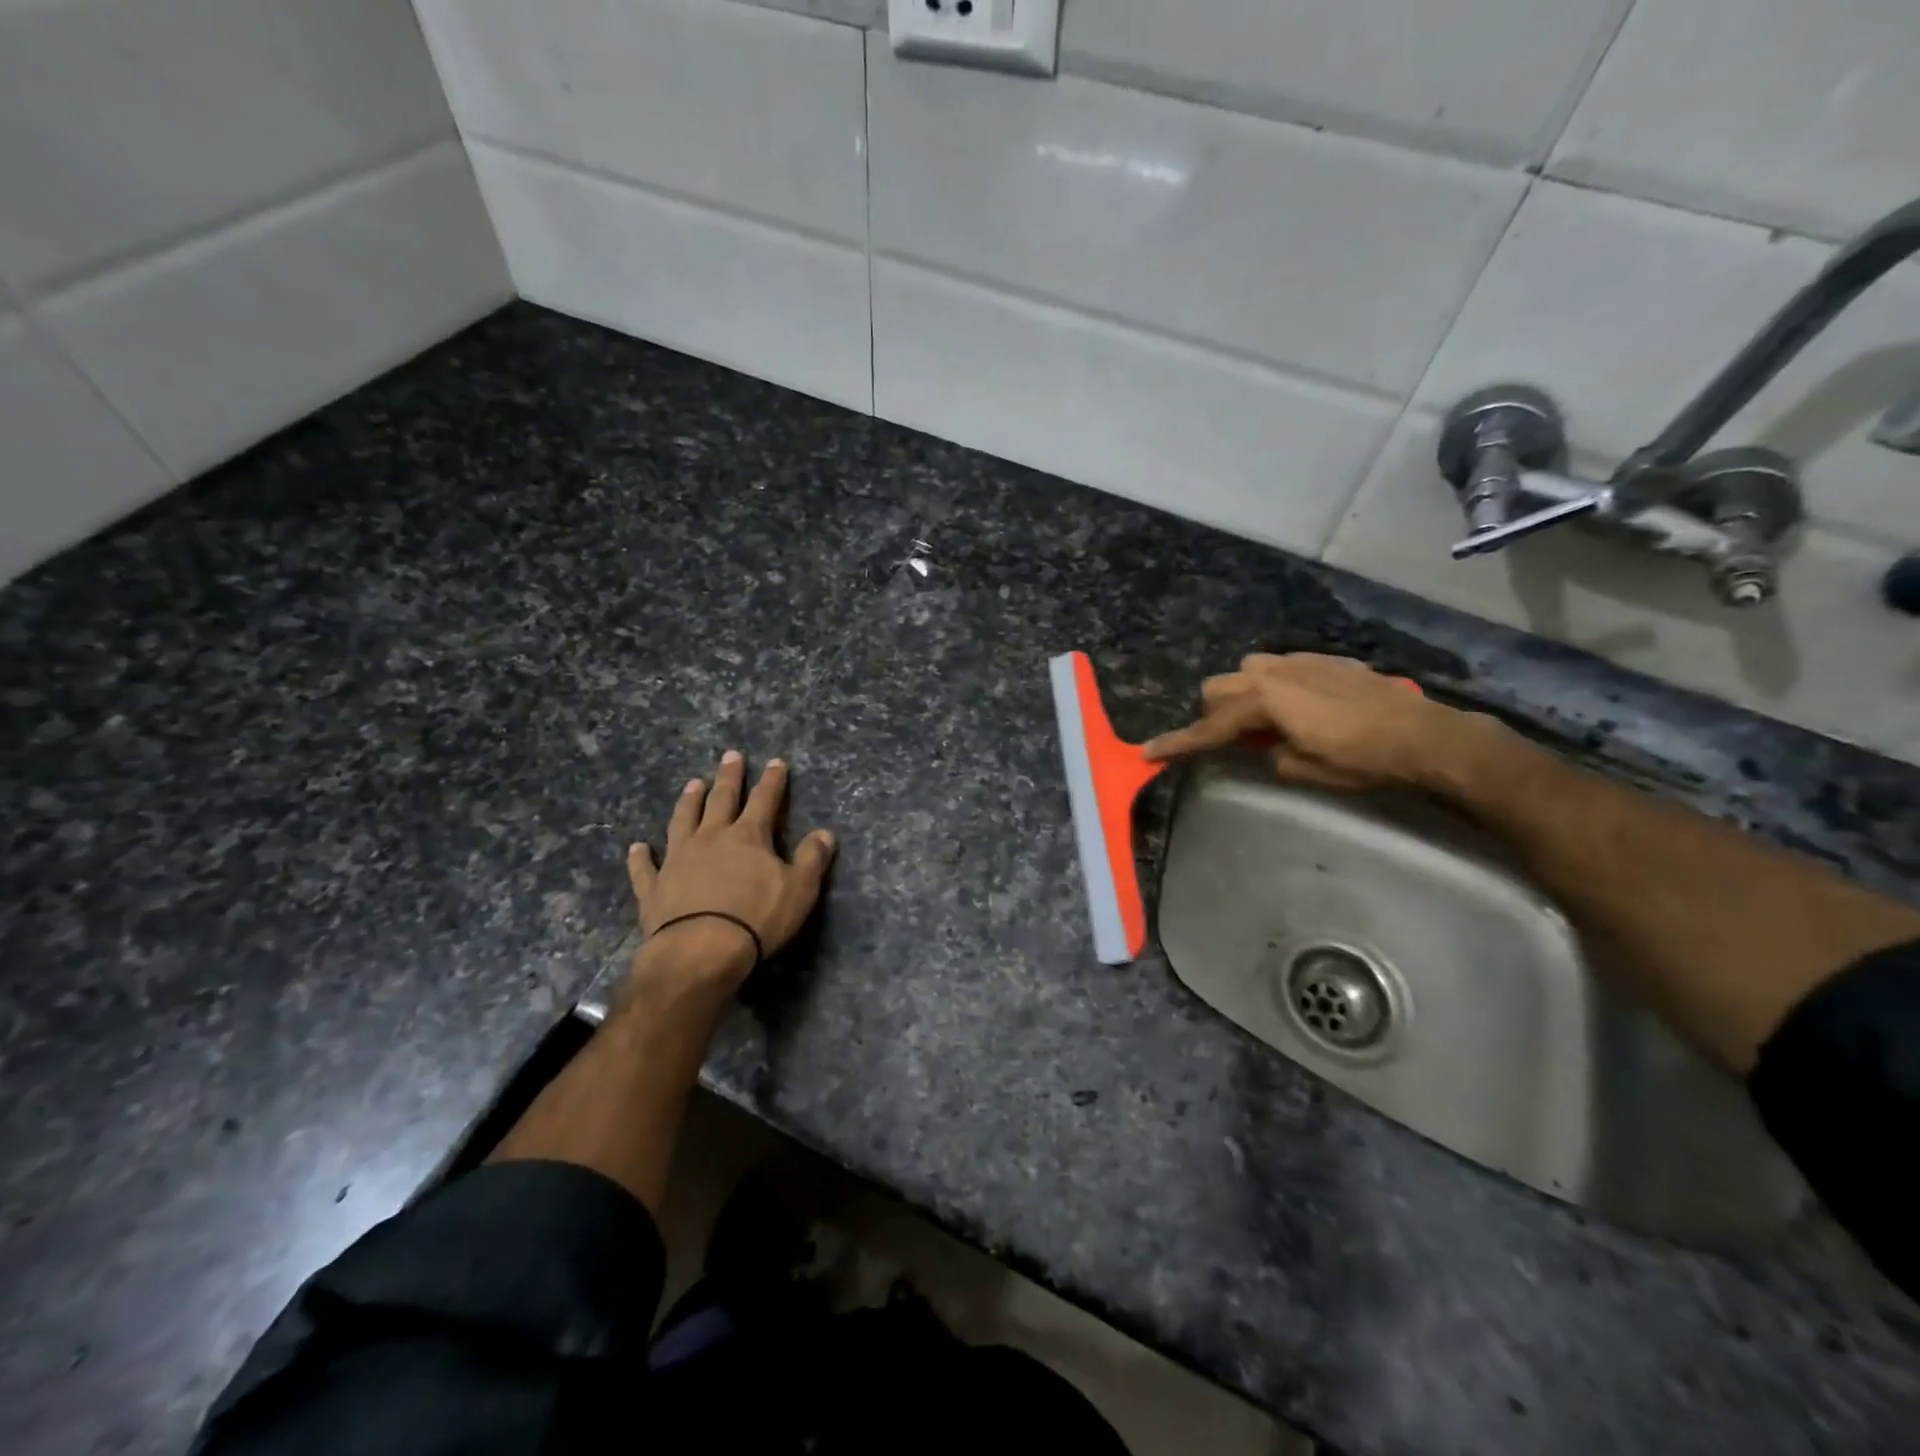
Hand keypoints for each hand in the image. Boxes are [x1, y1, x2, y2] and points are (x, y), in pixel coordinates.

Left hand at [627, 751, 836, 990]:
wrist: (700, 951)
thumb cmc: (756, 919)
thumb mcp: (799, 890)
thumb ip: (812, 859)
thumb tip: (825, 833)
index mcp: (748, 837)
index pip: (765, 800)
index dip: (773, 781)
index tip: (776, 762)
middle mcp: (711, 839)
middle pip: (721, 800)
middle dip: (729, 777)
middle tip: (731, 755)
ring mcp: (678, 860)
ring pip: (682, 821)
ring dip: (688, 802)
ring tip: (692, 784)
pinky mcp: (654, 888)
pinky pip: (645, 868)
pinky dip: (640, 857)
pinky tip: (636, 847)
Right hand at [1142, 653, 1493, 792]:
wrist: (1424, 735)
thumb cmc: (1360, 760)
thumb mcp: (1304, 770)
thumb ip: (1269, 755)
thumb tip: (1267, 747)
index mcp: (1263, 701)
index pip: (1209, 726)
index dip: (1179, 744)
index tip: (1148, 753)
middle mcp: (1273, 672)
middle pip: (1218, 687)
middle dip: (1215, 713)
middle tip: (1232, 741)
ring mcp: (1300, 661)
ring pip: (1247, 669)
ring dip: (1243, 694)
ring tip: (1266, 721)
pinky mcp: (1325, 660)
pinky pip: (1282, 666)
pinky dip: (1276, 685)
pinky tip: (1301, 707)